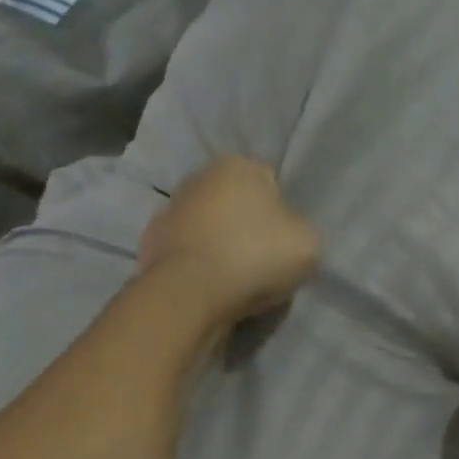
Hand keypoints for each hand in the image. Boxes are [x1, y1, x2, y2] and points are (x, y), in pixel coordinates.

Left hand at [139, 156, 318, 326]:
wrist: (189, 293)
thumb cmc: (254, 256)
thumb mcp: (306, 243)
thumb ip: (300, 229)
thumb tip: (287, 233)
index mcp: (238, 165)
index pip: (270, 183)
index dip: (281, 214)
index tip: (284, 242)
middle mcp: (200, 176)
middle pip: (236, 203)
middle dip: (247, 226)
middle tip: (261, 261)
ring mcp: (170, 209)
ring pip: (209, 228)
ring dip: (220, 245)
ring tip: (235, 279)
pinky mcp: (151, 243)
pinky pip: (189, 253)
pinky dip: (198, 265)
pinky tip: (210, 286)